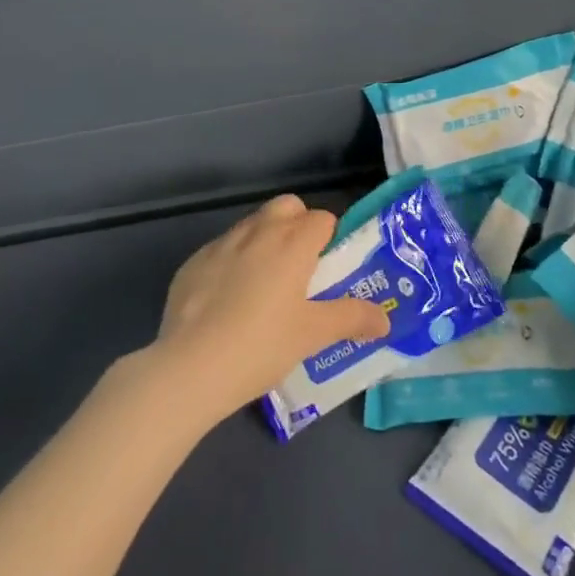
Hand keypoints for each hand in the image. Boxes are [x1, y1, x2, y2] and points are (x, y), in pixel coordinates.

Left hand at [150, 194, 390, 421]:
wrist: (189, 368)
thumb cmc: (262, 345)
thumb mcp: (313, 335)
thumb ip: (352, 318)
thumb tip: (384, 319)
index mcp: (292, 242)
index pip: (322, 218)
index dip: (330, 239)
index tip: (329, 270)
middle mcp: (257, 231)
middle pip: (287, 206)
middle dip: (298, 225)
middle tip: (301, 269)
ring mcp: (220, 244)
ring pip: (252, 225)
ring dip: (265, 241)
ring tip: (264, 287)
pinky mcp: (192, 263)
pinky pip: (222, 250)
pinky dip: (232, 263)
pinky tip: (227, 302)